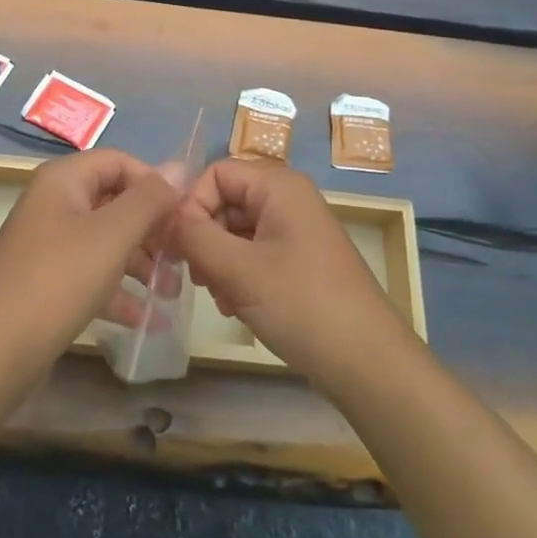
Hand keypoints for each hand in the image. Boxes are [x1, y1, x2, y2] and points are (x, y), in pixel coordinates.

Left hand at [0, 151, 181, 369]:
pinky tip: (148, 319)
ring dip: (141, 262)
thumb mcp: (111, 236)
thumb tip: (180, 164)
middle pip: (114, 201)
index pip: (120, 162)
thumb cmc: (57, 280)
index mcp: (64, 179)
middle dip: (152, 228)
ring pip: (106, 240)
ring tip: (171, 291)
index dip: (155, 183)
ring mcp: (48, 244)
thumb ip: (149, 199)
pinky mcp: (48, 282)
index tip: (184, 216)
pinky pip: (92, 274)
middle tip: (184, 258)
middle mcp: (54, 203)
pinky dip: (119, 291)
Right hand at [174, 159, 411, 390]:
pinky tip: (235, 306)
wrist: (369, 364)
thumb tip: (167, 215)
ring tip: (220, 298)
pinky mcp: (299, 261)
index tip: (180, 246)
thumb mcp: (239, 270)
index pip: (217, 173)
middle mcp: (288, 199)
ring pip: (236, 231)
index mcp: (279, 186)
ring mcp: (295, 231)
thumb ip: (195, 236)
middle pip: (225, 201)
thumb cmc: (303, 305)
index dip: (193, 204)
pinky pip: (254, 253)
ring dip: (218, 261)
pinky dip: (238, 275)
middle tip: (199, 278)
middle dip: (205, 238)